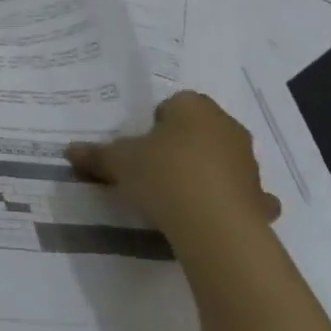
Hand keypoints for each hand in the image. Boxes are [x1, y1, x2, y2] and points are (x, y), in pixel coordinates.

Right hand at [66, 90, 278, 242]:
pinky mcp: (261, 198)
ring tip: (176, 195)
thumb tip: (69, 150)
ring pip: (222, 159)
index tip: (140, 145)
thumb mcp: (119, 163)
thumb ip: (96, 155)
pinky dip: (230, 201)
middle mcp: (227, 127)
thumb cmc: (164, 176)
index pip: (174, 103)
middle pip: (199, 129)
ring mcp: (249, 164)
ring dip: (205, 171)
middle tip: (153, 166)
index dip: (155, 122)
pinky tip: (209, 215)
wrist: (216, 227)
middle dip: (180, 144)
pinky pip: (242, 194)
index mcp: (194, 108)